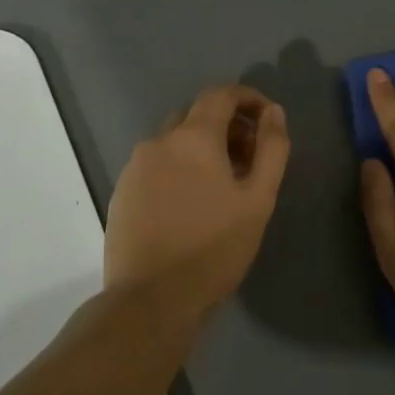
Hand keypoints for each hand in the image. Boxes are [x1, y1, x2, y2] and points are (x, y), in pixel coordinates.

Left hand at [105, 86, 289, 322]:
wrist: (152, 300)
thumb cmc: (215, 248)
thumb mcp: (258, 199)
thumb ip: (272, 149)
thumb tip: (273, 112)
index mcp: (193, 137)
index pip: (221, 95)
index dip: (248, 98)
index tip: (267, 118)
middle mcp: (158, 142)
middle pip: (196, 115)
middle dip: (228, 125)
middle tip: (251, 157)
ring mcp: (134, 168)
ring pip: (174, 141)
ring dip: (203, 148)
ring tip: (225, 184)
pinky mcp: (122, 193)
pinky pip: (157, 165)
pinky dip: (180, 168)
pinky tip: (193, 203)